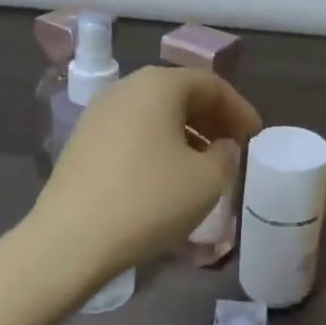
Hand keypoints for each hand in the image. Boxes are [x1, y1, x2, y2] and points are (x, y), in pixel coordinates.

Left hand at [29, 66, 261, 287]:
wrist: (70, 240)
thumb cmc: (148, 201)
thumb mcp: (207, 181)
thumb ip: (226, 156)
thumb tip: (220, 147)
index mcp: (159, 86)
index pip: (210, 83)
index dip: (239, 108)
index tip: (255, 135)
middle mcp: (126, 89)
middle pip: (180, 93)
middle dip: (212, 117)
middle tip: (233, 145)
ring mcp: (98, 114)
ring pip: (154, 113)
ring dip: (186, 132)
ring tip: (205, 163)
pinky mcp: (82, 142)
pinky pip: (133, 132)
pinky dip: (158, 144)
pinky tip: (167, 176)